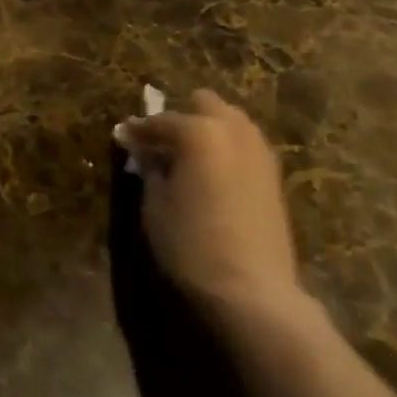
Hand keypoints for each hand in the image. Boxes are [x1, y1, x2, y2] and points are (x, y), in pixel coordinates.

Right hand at [117, 91, 302, 327]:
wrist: (253, 292)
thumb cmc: (191, 245)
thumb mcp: (155, 206)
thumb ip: (150, 169)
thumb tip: (146, 152)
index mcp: (199, 131)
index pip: (160, 121)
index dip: (137, 131)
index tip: (122, 138)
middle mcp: (233, 130)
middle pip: (204, 104)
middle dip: (182, 117)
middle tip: (162, 145)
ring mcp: (259, 150)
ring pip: (230, 121)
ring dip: (208, 130)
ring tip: (188, 160)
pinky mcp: (274, 175)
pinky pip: (245, 146)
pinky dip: (226, 150)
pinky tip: (213, 176)